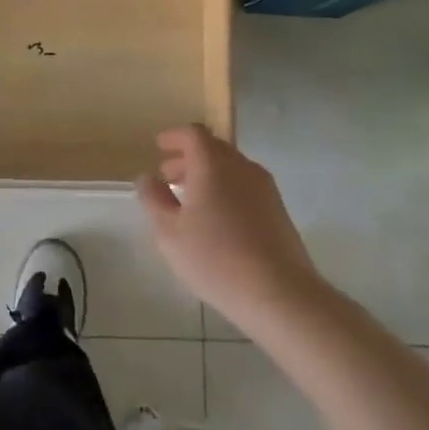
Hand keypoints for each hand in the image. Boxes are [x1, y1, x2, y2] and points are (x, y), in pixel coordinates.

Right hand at [137, 124, 328, 332]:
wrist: (280, 294)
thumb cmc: (215, 258)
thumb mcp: (169, 231)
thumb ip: (154, 199)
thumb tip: (148, 178)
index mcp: (213, 165)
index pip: (193, 134)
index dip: (174, 137)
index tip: (159, 147)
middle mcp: (242, 168)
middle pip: (214, 149)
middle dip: (188, 157)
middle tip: (167, 175)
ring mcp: (265, 189)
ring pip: (231, 169)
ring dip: (207, 175)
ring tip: (188, 199)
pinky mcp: (278, 211)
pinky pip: (245, 187)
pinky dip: (225, 190)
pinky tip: (215, 219)